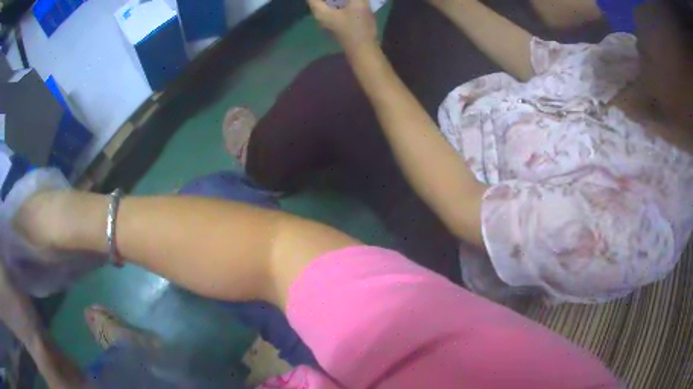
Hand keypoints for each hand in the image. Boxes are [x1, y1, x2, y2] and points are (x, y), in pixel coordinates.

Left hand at [307, 0, 377, 52]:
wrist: (365, 51)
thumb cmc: (358, 27)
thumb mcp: (358, 4)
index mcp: (320, 11)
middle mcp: (321, 15)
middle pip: (318, 0)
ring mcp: (329, 20)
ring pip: (327, 3)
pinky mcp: (338, 23)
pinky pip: (335, 7)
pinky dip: (339, 1)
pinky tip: (349, 0)